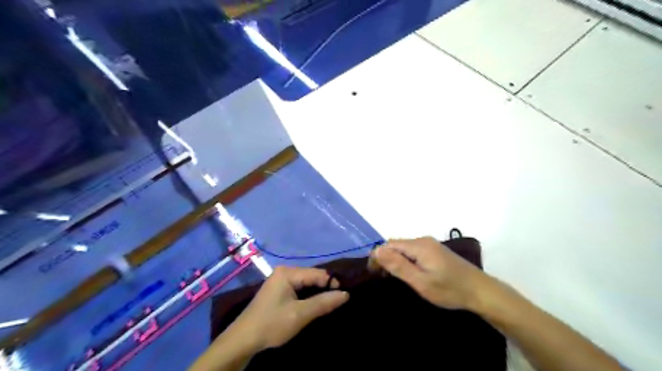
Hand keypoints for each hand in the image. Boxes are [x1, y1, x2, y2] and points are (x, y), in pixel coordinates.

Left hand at [231, 267, 347, 350]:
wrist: (243, 340)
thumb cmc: (272, 324)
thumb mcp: (300, 314)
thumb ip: (323, 302)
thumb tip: (346, 294)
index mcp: (288, 272)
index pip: (317, 273)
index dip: (331, 283)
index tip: (342, 297)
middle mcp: (284, 272)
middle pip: (312, 276)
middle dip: (324, 288)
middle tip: (336, 302)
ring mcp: (280, 280)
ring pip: (306, 283)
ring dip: (317, 293)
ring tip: (327, 304)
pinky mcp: (279, 290)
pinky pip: (299, 288)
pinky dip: (308, 296)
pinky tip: (313, 305)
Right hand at [371, 237, 490, 309]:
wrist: (481, 291)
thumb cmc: (449, 289)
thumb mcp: (420, 281)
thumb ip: (398, 266)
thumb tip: (377, 251)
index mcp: (418, 246)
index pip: (389, 245)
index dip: (378, 256)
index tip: (372, 273)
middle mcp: (423, 240)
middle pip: (396, 244)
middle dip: (385, 257)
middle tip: (381, 277)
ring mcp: (431, 244)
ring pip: (405, 248)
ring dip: (395, 259)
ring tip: (391, 276)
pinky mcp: (436, 251)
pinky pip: (414, 251)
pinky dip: (405, 259)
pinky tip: (408, 271)